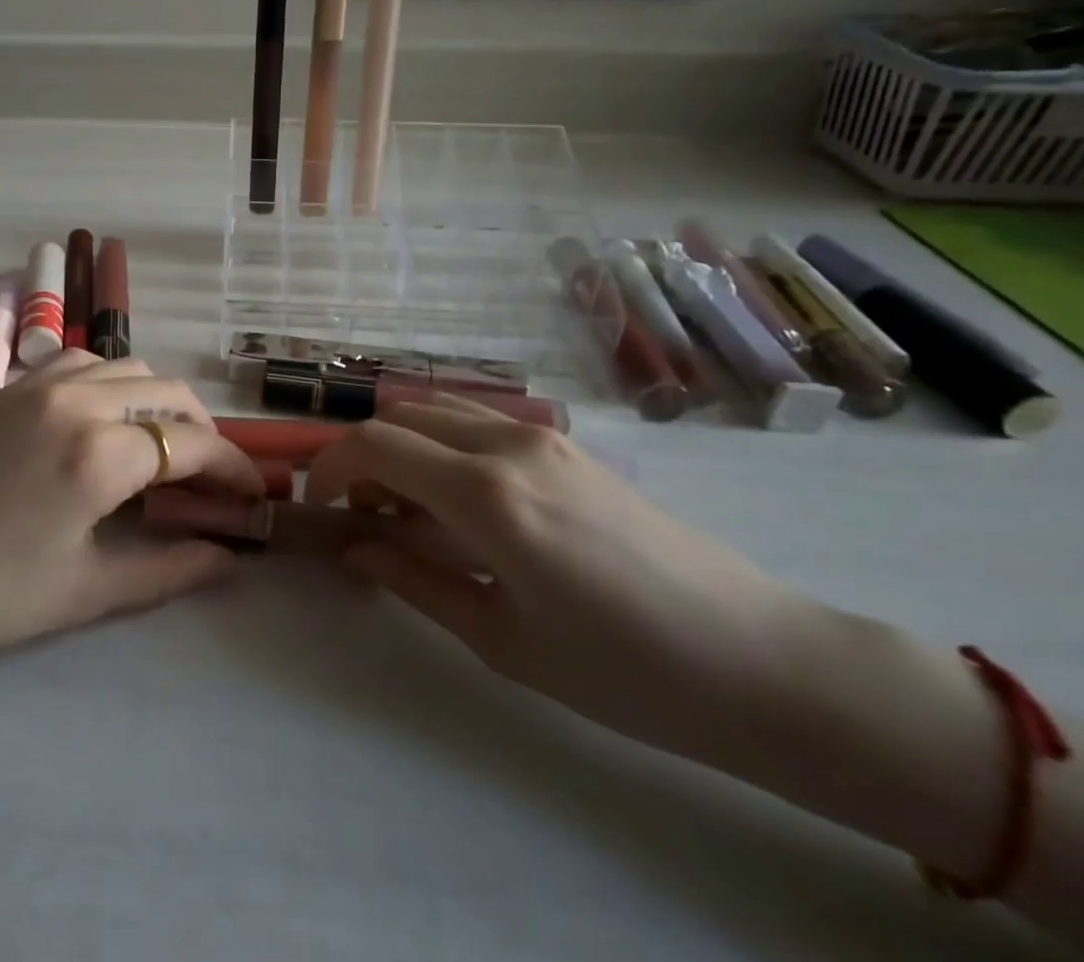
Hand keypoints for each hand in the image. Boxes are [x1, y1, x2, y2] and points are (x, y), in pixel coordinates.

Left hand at [0, 352, 262, 671]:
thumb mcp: (83, 592)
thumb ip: (167, 570)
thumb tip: (227, 557)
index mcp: (98, 453)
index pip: (191, 444)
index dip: (232, 468)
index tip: (251, 495)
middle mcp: (77, 401)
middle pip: (169, 392)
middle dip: (202, 431)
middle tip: (208, 478)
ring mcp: (39, 385)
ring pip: (128, 367)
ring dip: (159, 400)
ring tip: (160, 446)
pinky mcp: (11, 387)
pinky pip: (82, 363)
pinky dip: (114, 382)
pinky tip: (105, 420)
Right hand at [307, 393, 822, 762]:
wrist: (760, 662)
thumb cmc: (625, 671)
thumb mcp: (502, 639)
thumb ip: (415, 581)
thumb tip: (356, 549)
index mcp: (487, 494)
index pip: (375, 444)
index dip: (331, 467)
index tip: (323, 507)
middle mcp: (508, 443)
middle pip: (401, 416)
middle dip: (364, 455)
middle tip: (366, 515)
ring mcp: (544, 437)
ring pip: (441, 411)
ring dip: (406, 446)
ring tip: (412, 509)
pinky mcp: (570, 446)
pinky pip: (482, 423)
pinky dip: (446, 446)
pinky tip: (465, 504)